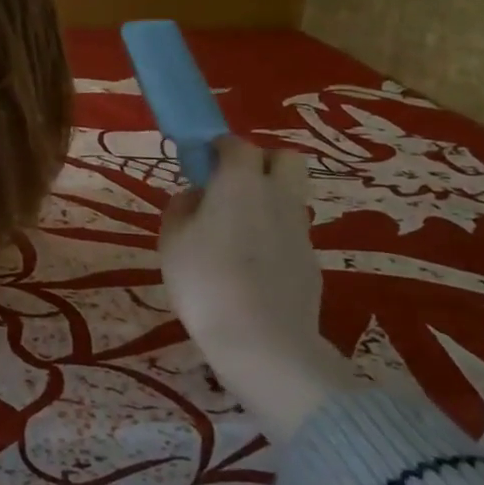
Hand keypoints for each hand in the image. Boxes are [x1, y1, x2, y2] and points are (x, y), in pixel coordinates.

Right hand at [161, 137, 353, 441]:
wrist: (262, 341)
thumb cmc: (204, 279)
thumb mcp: (172, 238)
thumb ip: (183, 207)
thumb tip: (197, 197)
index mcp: (241, 181)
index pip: (237, 144)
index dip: (218, 148)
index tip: (200, 163)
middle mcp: (278, 196)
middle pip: (285, 158)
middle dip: (260, 162)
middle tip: (230, 186)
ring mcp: (301, 230)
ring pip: (290, 196)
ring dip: (268, 200)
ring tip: (236, 231)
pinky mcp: (311, 262)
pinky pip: (291, 233)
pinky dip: (274, 236)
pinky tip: (251, 266)